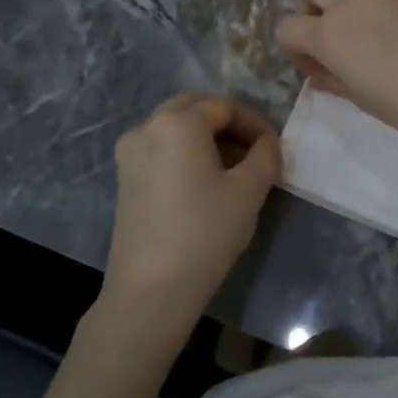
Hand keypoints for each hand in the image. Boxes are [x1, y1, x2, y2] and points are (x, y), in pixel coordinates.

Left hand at [102, 94, 281, 337]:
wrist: (151, 290)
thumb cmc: (205, 233)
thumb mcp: (249, 190)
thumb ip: (265, 155)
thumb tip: (267, 144)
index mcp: (177, 123)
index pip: (224, 107)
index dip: (254, 122)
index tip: (274, 146)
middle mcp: (147, 128)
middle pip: (194, 109)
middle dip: (227, 123)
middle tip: (253, 149)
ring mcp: (129, 153)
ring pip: (175, 128)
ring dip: (206, 137)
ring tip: (234, 168)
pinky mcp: (124, 179)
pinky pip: (160, 149)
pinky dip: (185, 153)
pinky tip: (205, 182)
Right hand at [275, 0, 397, 142]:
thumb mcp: (366, 102)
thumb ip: (335, 82)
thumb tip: (319, 72)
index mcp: (330, 35)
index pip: (288, 28)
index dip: (296, 47)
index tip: (316, 63)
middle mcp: (351, 0)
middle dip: (313, 2)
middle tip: (334, 27)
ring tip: (371, 12)